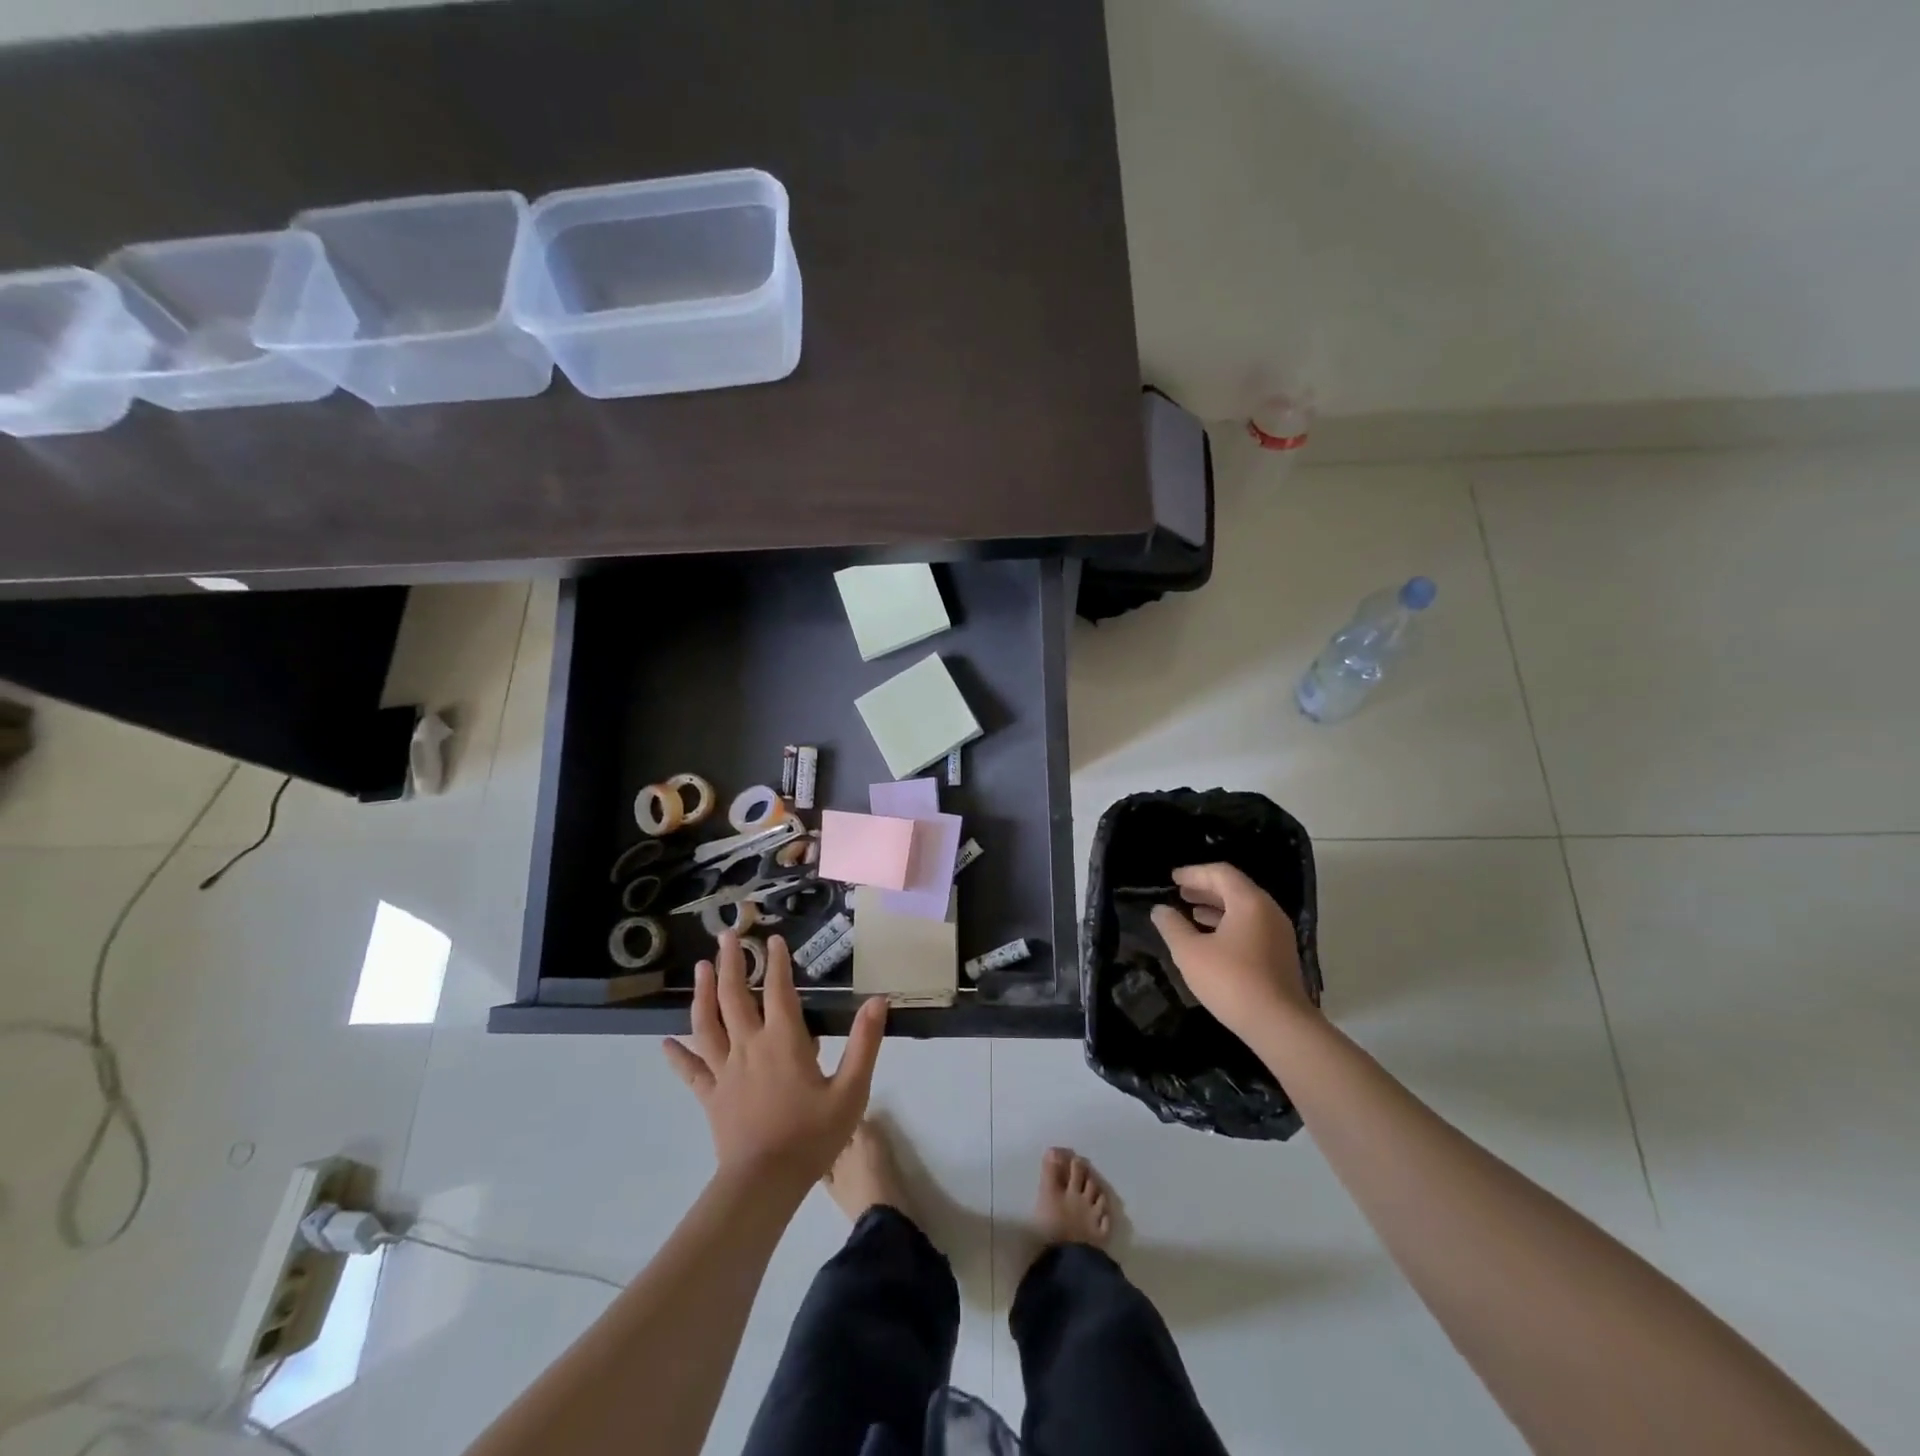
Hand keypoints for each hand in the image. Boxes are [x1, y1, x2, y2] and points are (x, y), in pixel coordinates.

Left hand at [663, 932, 887, 1192]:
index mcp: (783, 1041)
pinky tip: (665, 1043)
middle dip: (730, 963)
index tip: (774, 939)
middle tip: (726, 936)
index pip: (779, 991)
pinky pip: (691, 1070)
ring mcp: (725, 1071)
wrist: (765, 1183)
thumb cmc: (812, 1136)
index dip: (777, 963)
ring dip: (702, 993)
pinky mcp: (711, 1096)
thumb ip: (864, 1043)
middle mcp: (749, 1046)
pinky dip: (678, 1055)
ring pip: (708, 1024)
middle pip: (734, 997)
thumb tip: (878, 1001)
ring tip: (699, 968)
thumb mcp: (851, 1090)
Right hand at [1150, 863, 1314, 1042]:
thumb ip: (1172, 926)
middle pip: (1234, 888)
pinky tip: (1211, 939)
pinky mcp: (1280, 955)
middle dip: (1205, 888)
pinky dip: (1229, 924)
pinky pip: (1251, 926)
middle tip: (1180, 892)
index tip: (1173, 878)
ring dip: (1216, 907)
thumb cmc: (1231, 981)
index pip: (1220, 873)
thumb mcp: (1190, 952)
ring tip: (1191, 913)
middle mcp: (1268, 911)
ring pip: (1244, 909)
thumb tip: (1160, 910)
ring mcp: (1278, 934)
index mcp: (1249, 902)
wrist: (1279, 1025)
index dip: (1194, 873)